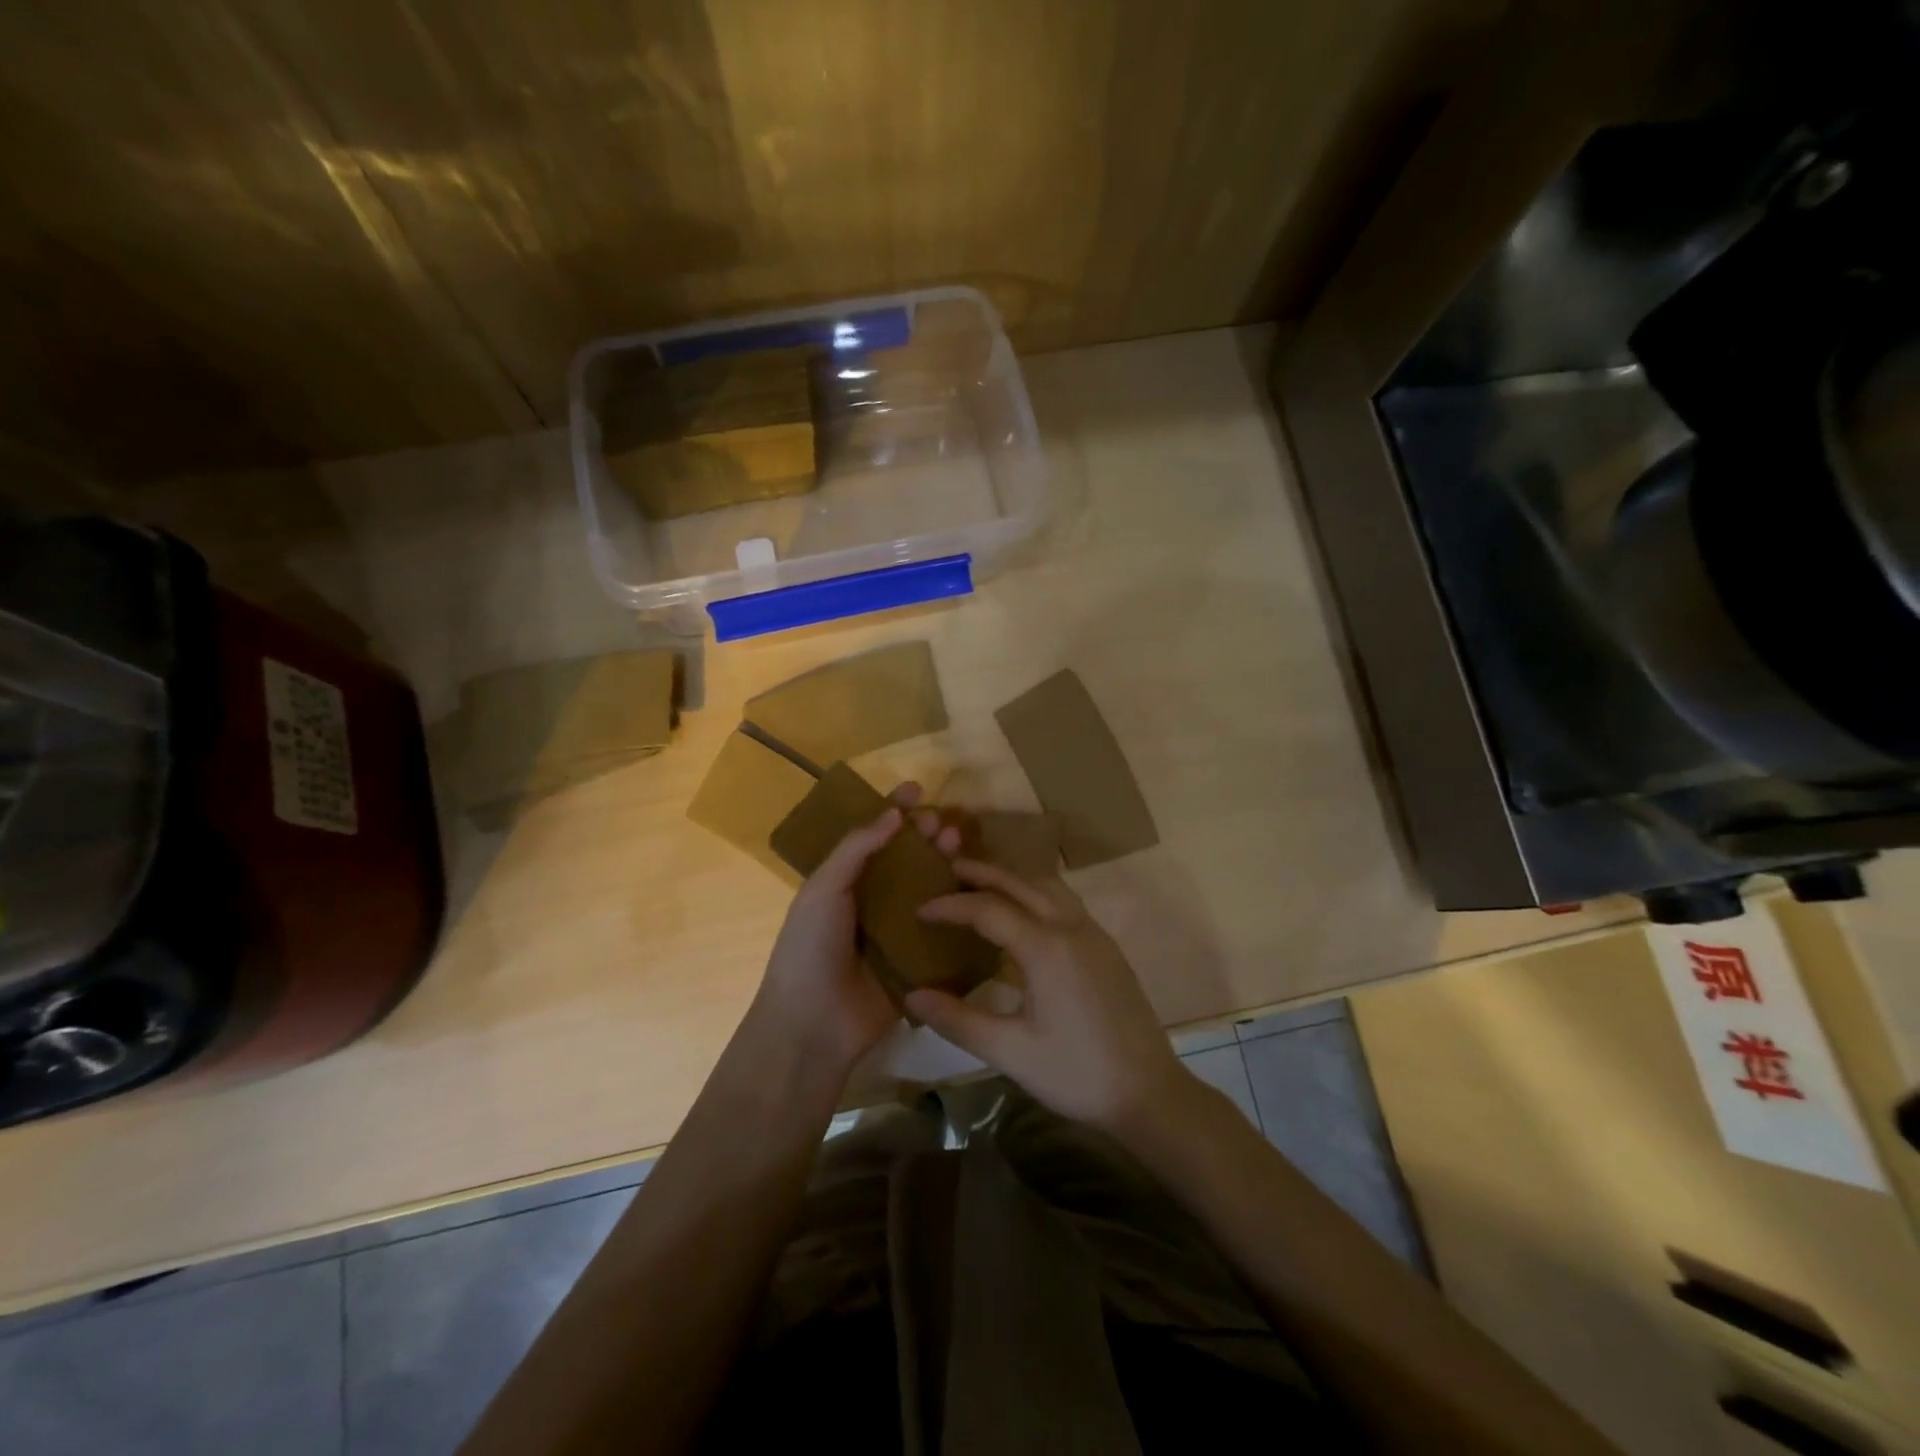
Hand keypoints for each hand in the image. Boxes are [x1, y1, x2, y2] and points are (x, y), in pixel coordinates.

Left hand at [749, 782, 960, 1077]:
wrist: (813, 1024)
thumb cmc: (810, 948)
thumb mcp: (823, 889)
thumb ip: (855, 849)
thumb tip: (892, 814)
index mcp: (844, 881)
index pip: (873, 837)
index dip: (893, 810)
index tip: (917, 789)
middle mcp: (872, 901)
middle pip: (906, 859)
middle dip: (924, 836)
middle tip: (943, 823)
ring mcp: (897, 931)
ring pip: (927, 888)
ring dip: (943, 864)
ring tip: (958, 845)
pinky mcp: (918, 960)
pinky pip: (941, 928)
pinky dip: (957, 907)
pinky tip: (975, 888)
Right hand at [903, 862, 1187, 1134]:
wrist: (1150, 1093)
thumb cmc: (1076, 1074)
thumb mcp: (1010, 1052)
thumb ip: (958, 1020)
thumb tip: (911, 996)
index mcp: (1046, 948)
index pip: (988, 909)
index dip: (950, 906)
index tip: (919, 909)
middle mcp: (1071, 927)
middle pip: (1021, 883)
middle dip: (983, 873)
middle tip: (948, 869)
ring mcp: (1094, 934)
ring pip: (1048, 887)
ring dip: (1013, 879)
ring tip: (982, 886)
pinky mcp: (1107, 947)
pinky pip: (1065, 902)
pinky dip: (1036, 894)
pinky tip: (1024, 917)